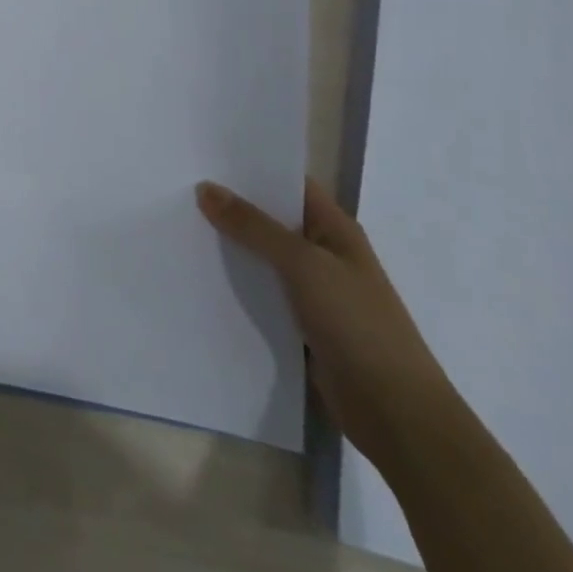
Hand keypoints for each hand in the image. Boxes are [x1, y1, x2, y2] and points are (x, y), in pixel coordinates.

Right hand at [196, 178, 459, 469]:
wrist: (396, 413)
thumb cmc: (358, 325)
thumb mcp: (304, 265)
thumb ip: (254, 226)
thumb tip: (206, 188)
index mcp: (335, 229)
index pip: (288, 184)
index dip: (250, 169)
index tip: (202, 157)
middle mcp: (323, 253)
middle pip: (270, 219)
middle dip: (229, 206)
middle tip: (176, 188)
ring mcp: (312, 291)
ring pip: (260, 257)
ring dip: (227, 246)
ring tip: (176, 225)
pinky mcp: (299, 325)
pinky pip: (259, 293)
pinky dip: (234, 284)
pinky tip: (198, 276)